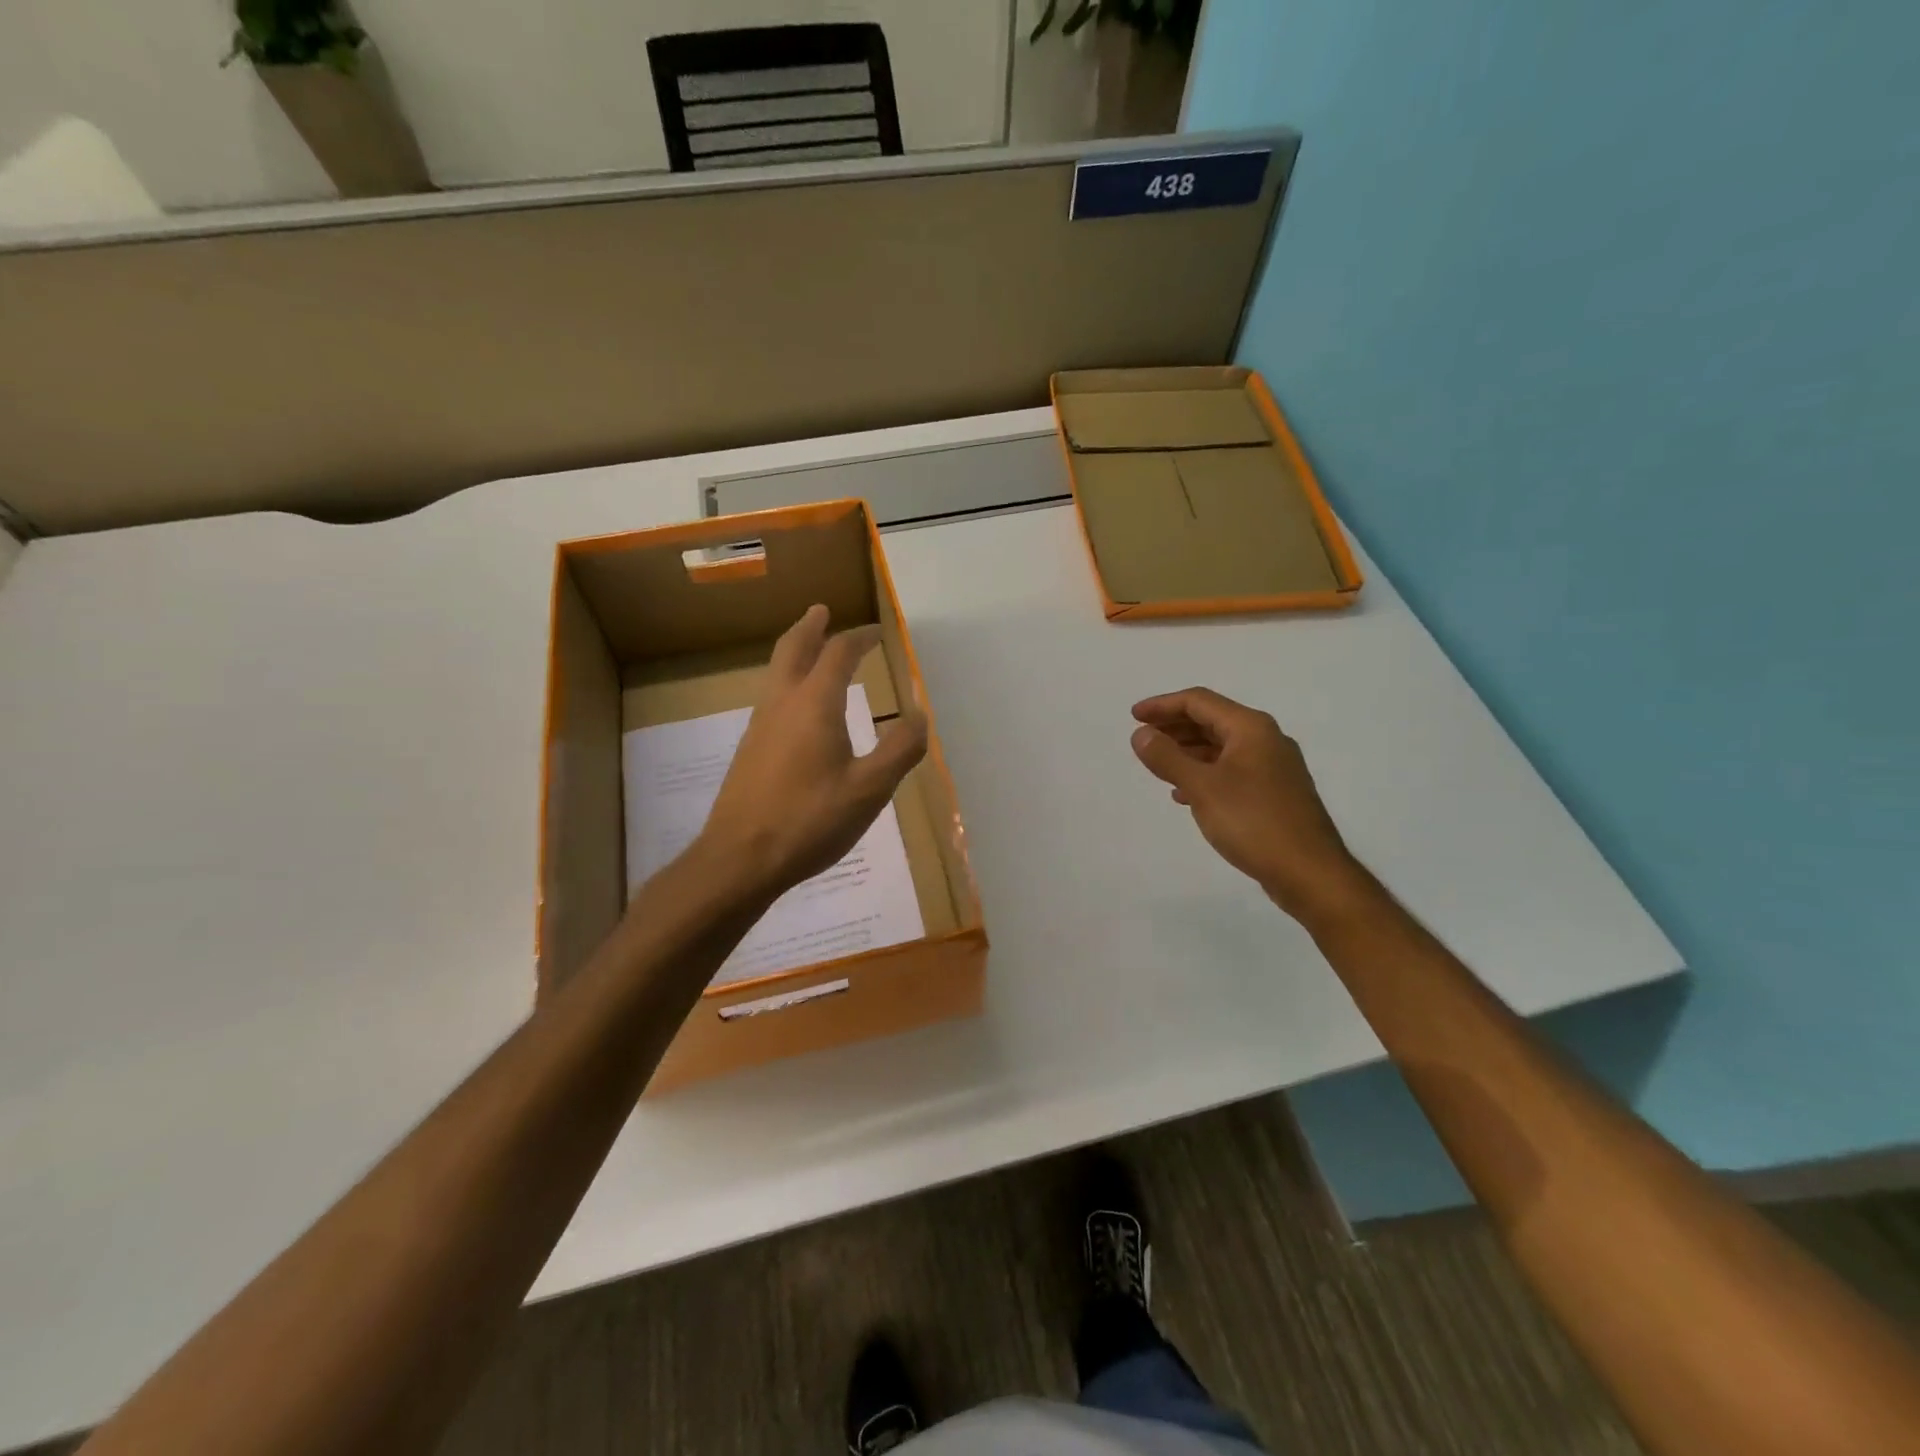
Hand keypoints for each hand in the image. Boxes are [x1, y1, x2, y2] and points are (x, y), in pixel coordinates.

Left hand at [698, 604, 928, 899]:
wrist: (739, 859)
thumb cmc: (810, 820)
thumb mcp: (869, 789)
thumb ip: (899, 749)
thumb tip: (919, 715)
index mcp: (814, 704)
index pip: (838, 654)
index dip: (859, 638)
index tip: (877, 632)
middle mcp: (782, 704)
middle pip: (793, 649)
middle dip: (811, 627)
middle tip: (822, 611)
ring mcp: (759, 726)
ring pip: (776, 673)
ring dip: (796, 652)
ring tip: (811, 650)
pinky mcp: (749, 751)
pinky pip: (771, 698)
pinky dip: (788, 682)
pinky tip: (798, 709)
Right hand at [1130, 687, 1375, 924]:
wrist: (1310, 872)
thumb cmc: (1253, 822)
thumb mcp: (1202, 787)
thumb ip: (1167, 758)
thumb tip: (1141, 734)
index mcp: (1250, 728)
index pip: (1199, 702)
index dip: (1162, 705)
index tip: (1133, 717)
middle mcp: (1265, 739)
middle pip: (1212, 720)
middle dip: (1174, 726)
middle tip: (1142, 738)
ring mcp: (1273, 767)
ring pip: (1221, 747)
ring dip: (1187, 750)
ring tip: (1158, 764)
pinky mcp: (1274, 793)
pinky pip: (1231, 770)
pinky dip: (1204, 773)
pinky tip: (1185, 794)